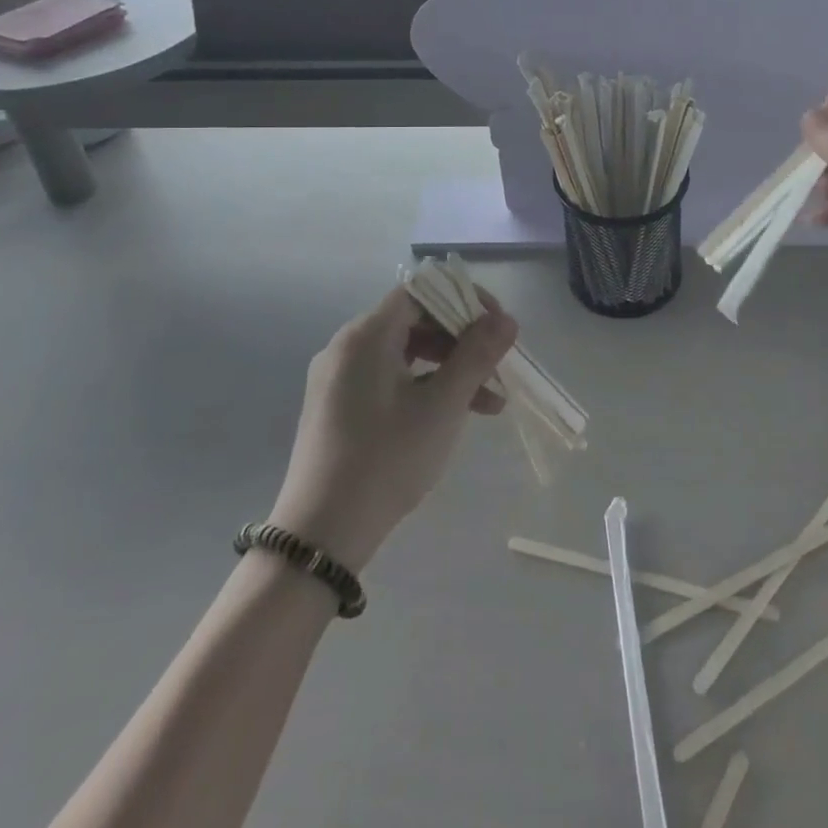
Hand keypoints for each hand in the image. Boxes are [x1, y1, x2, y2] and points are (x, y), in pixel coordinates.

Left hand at [268, 285, 516, 570]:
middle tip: (498, 364)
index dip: (464, 299)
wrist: (321, 536)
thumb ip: (477, 354)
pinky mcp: (339, 407)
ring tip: (490, 401)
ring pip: (406, 353)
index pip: (422, 291)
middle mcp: (347, 347)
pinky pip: (390, 378)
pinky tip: (455, 415)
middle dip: (463, 339)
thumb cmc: (386, 459)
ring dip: (450, 368)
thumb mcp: (442, 405)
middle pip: (415, 320)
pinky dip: (425, 387)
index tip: (497, 325)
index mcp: (366, 335)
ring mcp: (339, 378)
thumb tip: (506, 319)